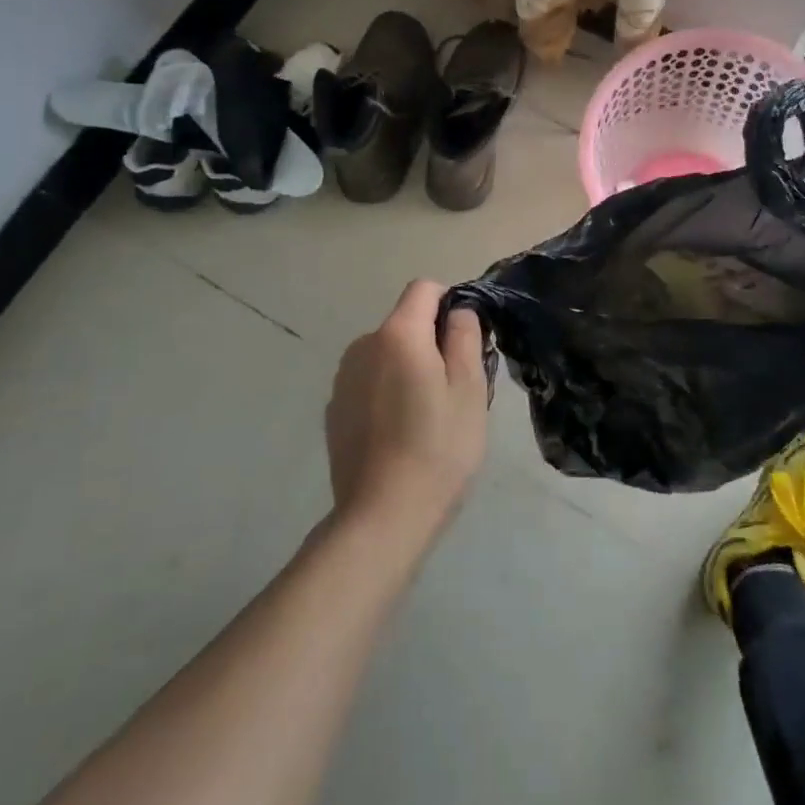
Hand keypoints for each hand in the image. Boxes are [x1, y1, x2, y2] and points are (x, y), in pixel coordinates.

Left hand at [324, 280, 489, 534]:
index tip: (466, 342)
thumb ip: (465, 336)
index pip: (424, 289)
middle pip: (405, 323)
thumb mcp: (470, 388)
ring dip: (409, 368)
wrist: (383, 516)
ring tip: (429, 417)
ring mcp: (343, 379)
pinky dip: (387, 393)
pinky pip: (370, 382)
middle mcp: (362, 345)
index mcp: (398, 334)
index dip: (451, 304)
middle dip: (432, 342)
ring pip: (387, 354)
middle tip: (457, 389)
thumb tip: (457, 311)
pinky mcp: (335, 410)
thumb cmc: (439, 446)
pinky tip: (400, 435)